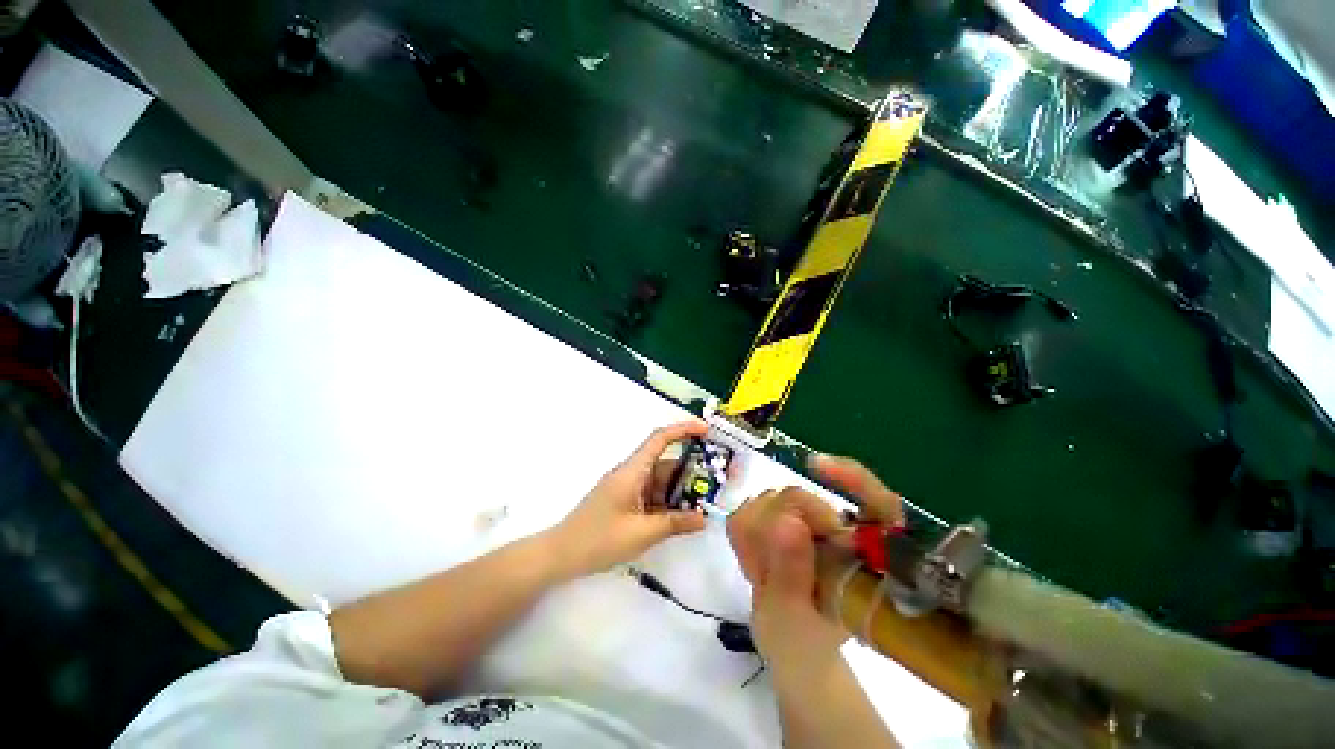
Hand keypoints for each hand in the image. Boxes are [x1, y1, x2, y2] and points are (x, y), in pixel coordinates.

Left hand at [547, 421, 710, 579]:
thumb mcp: (641, 533)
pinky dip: (668, 503)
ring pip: (661, 481)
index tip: (706, 431)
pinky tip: (684, 516)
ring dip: (681, 490)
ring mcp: (628, 488)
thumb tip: (704, 518)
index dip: (683, 430)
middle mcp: (631, 474)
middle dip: (691, 469)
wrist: (560, 555)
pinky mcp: (625, 502)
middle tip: (718, 478)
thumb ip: (674, 523)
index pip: (660, 439)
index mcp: (632, 471)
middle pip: (665, 463)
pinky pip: (653, 496)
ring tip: (707, 501)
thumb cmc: (599, 539)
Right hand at [727, 454, 901, 683]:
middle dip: (770, 530)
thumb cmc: (802, 643)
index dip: (852, 477)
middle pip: (799, 497)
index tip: (815, 466)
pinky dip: (743, 535)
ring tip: (762, 576)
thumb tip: (786, 521)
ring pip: (770, 499)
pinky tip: (754, 563)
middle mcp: (842, 529)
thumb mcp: (795, 620)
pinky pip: (749, 508)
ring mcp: (809, 520)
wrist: (789, 647)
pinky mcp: (782, 516)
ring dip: (754, 537)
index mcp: (865, 555)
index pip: (874, 502)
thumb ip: (792, 574)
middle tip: (762, 572)